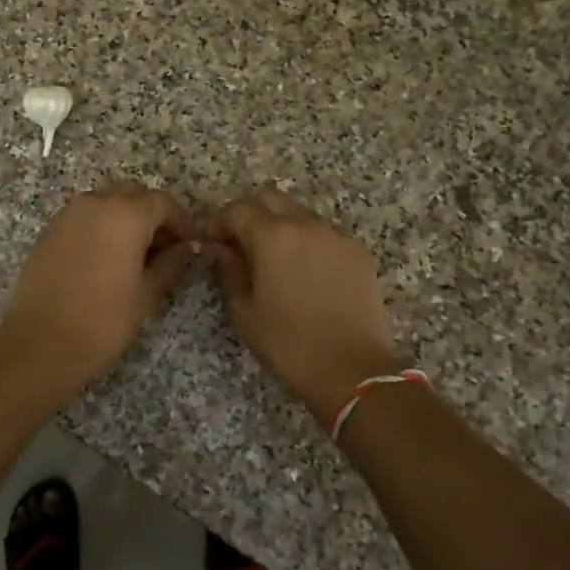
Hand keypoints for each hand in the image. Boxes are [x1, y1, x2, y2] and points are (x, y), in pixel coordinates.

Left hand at [0, 183, 201, 391]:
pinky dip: (102, 227)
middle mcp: (96, 202)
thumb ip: (171, 263)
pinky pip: (85, 217)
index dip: (182, 222)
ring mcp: (68, 214)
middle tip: (166, 249)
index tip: (192, 246)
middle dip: (153, 216)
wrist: (39, 343)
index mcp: (125, 213)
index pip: (163, 203)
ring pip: (107, 203)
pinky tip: (107, 259)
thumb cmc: (103, 320)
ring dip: (126, 219)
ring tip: (137, 256)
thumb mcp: (147, 294)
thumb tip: (187, 248)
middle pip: (133, 195)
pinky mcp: (49, 230)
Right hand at [208, 187, 401, 429]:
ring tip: (273, 260)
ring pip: (299, 213)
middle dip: (249, 215)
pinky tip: (305, 273)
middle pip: (270, 199)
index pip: (236, 210)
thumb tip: (220, 250)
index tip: (211, 244)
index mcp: (273, 236)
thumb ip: (229, 272)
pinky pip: (324, 233)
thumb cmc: (289, 344)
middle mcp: (306, 224)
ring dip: (280, 226)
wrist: (353, 370)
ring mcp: (337, 235)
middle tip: (239, 245)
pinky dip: (307, 241)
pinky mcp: (358, 252)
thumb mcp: (245, 312)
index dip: (218, 224)